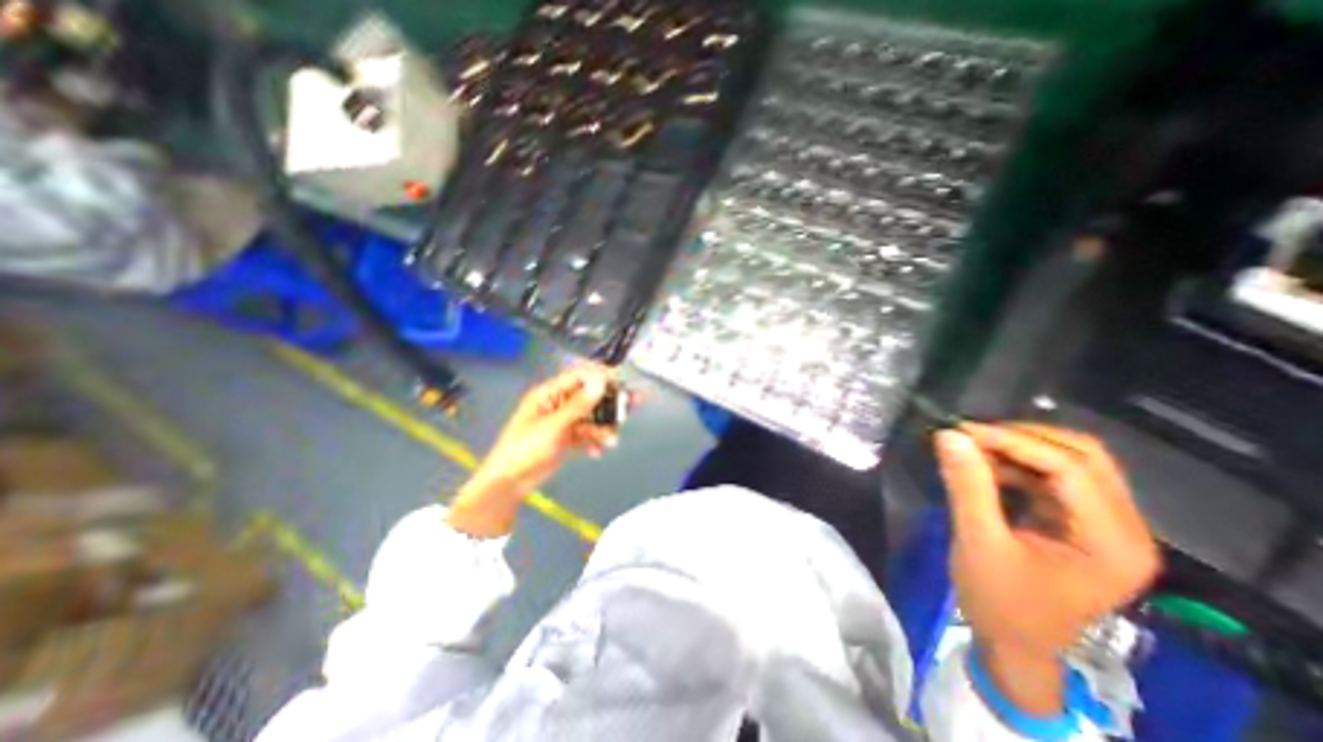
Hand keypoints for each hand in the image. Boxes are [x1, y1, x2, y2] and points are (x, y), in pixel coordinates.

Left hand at [447, 365, 617, 536]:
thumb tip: (600, 381)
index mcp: (549, 394)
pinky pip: (587, 434)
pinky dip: (594, 441)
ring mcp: (564, 422)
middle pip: (590, 397)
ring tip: (611, 441)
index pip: (580, 376)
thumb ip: (579, 404)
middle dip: (610, 403)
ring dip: (603, 428)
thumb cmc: (526, 449)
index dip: (601, 376)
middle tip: (632, 405)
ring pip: (592, 417)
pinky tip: (596, 452)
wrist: (510, 483)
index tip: (622, 380)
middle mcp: (559, 404)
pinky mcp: (567, 438)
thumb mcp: (554, 426)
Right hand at [928, 427, 1160, 715]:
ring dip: (1019, 448)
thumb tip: (949, 435)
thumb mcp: (978, 542)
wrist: (1013, 644)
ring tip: (972, 447)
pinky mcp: (1081, 523)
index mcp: (1112, 543)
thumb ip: (967, 486)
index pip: (1072, 469)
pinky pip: (1054, 478)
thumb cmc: (999, 602)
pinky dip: (1018, 464)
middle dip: (1022, 437)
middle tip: (969, 434)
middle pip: (1084, 457)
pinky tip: (985, 466)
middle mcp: (1124, 529)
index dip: (1015, 441)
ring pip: (1071, 462)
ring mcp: (1105, 526)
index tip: (962, 430)